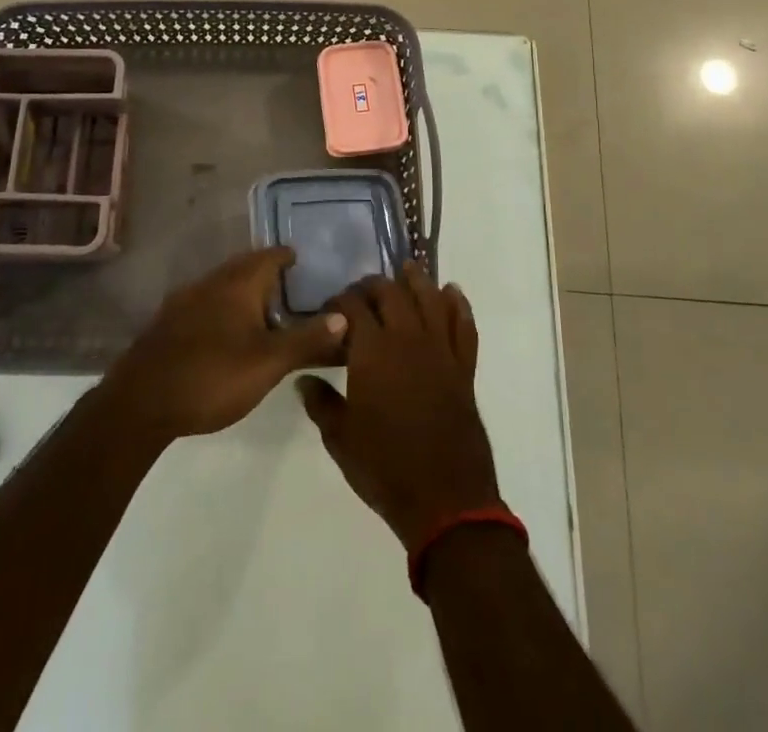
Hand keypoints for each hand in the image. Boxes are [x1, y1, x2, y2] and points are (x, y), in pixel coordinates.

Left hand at [103, 247, 344, 440]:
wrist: (140, 402)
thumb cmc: (212, 376)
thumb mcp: (269, 362)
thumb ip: (307, 339)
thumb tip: (344, 316)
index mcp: (238, 283)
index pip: (269, 256)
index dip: (287, 257)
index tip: (303, 263)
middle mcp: (211, 282)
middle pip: (244, 267)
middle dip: (266, 273)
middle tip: (288, 288)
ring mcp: (185, 301)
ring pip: (222, 285)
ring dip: (242, 292)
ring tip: (262, 312)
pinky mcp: (168, 324)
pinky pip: (204, 304)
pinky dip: (222, 309)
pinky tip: (225, 333)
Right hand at [298, 263, 501, 550]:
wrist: (444, 498)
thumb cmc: (384, 467)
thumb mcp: (340, 438)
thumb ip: (320, 402)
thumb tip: (303, 378)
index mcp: (372, 350)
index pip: (353, 307)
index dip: (340, 300)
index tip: (330, 306)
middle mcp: (407, 338)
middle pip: (391, 293)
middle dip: (373, 285)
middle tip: (362, 291)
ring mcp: (440, 349)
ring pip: (430, 299)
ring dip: (417, 281)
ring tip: (407, 270)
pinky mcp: (463, 367)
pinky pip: (464, 326)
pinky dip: (458, 305)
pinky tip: (452, 293)